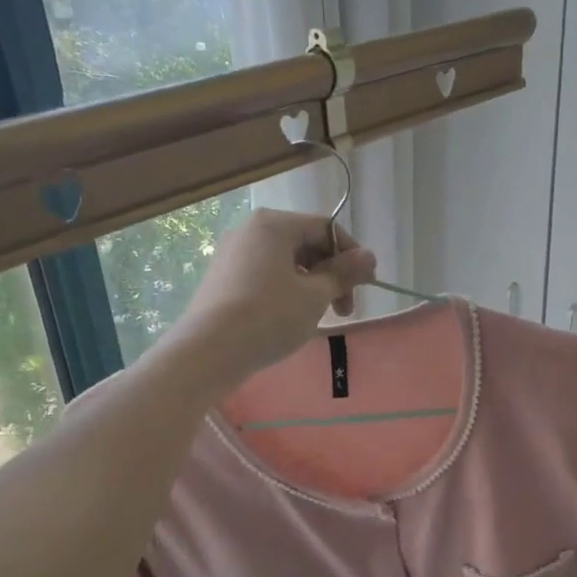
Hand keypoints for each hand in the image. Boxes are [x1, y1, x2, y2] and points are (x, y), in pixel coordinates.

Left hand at [165, 209, 375, 387]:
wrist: (208, 352)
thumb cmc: (269, 316)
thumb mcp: (315, 296)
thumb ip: (344, 273)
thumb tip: (369, 257)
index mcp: (274, 225)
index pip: (326, 228)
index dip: (352, 255)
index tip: (366, 286)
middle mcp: (250, 231)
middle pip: (305, 243)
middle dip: (331, 274)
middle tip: (345, 309)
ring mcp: (232, 254)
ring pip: (285, 262)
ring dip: (312, 285)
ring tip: (320, 316)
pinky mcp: (222, 278)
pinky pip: (265, 275)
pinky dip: (287, 291)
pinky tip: (291, 318)